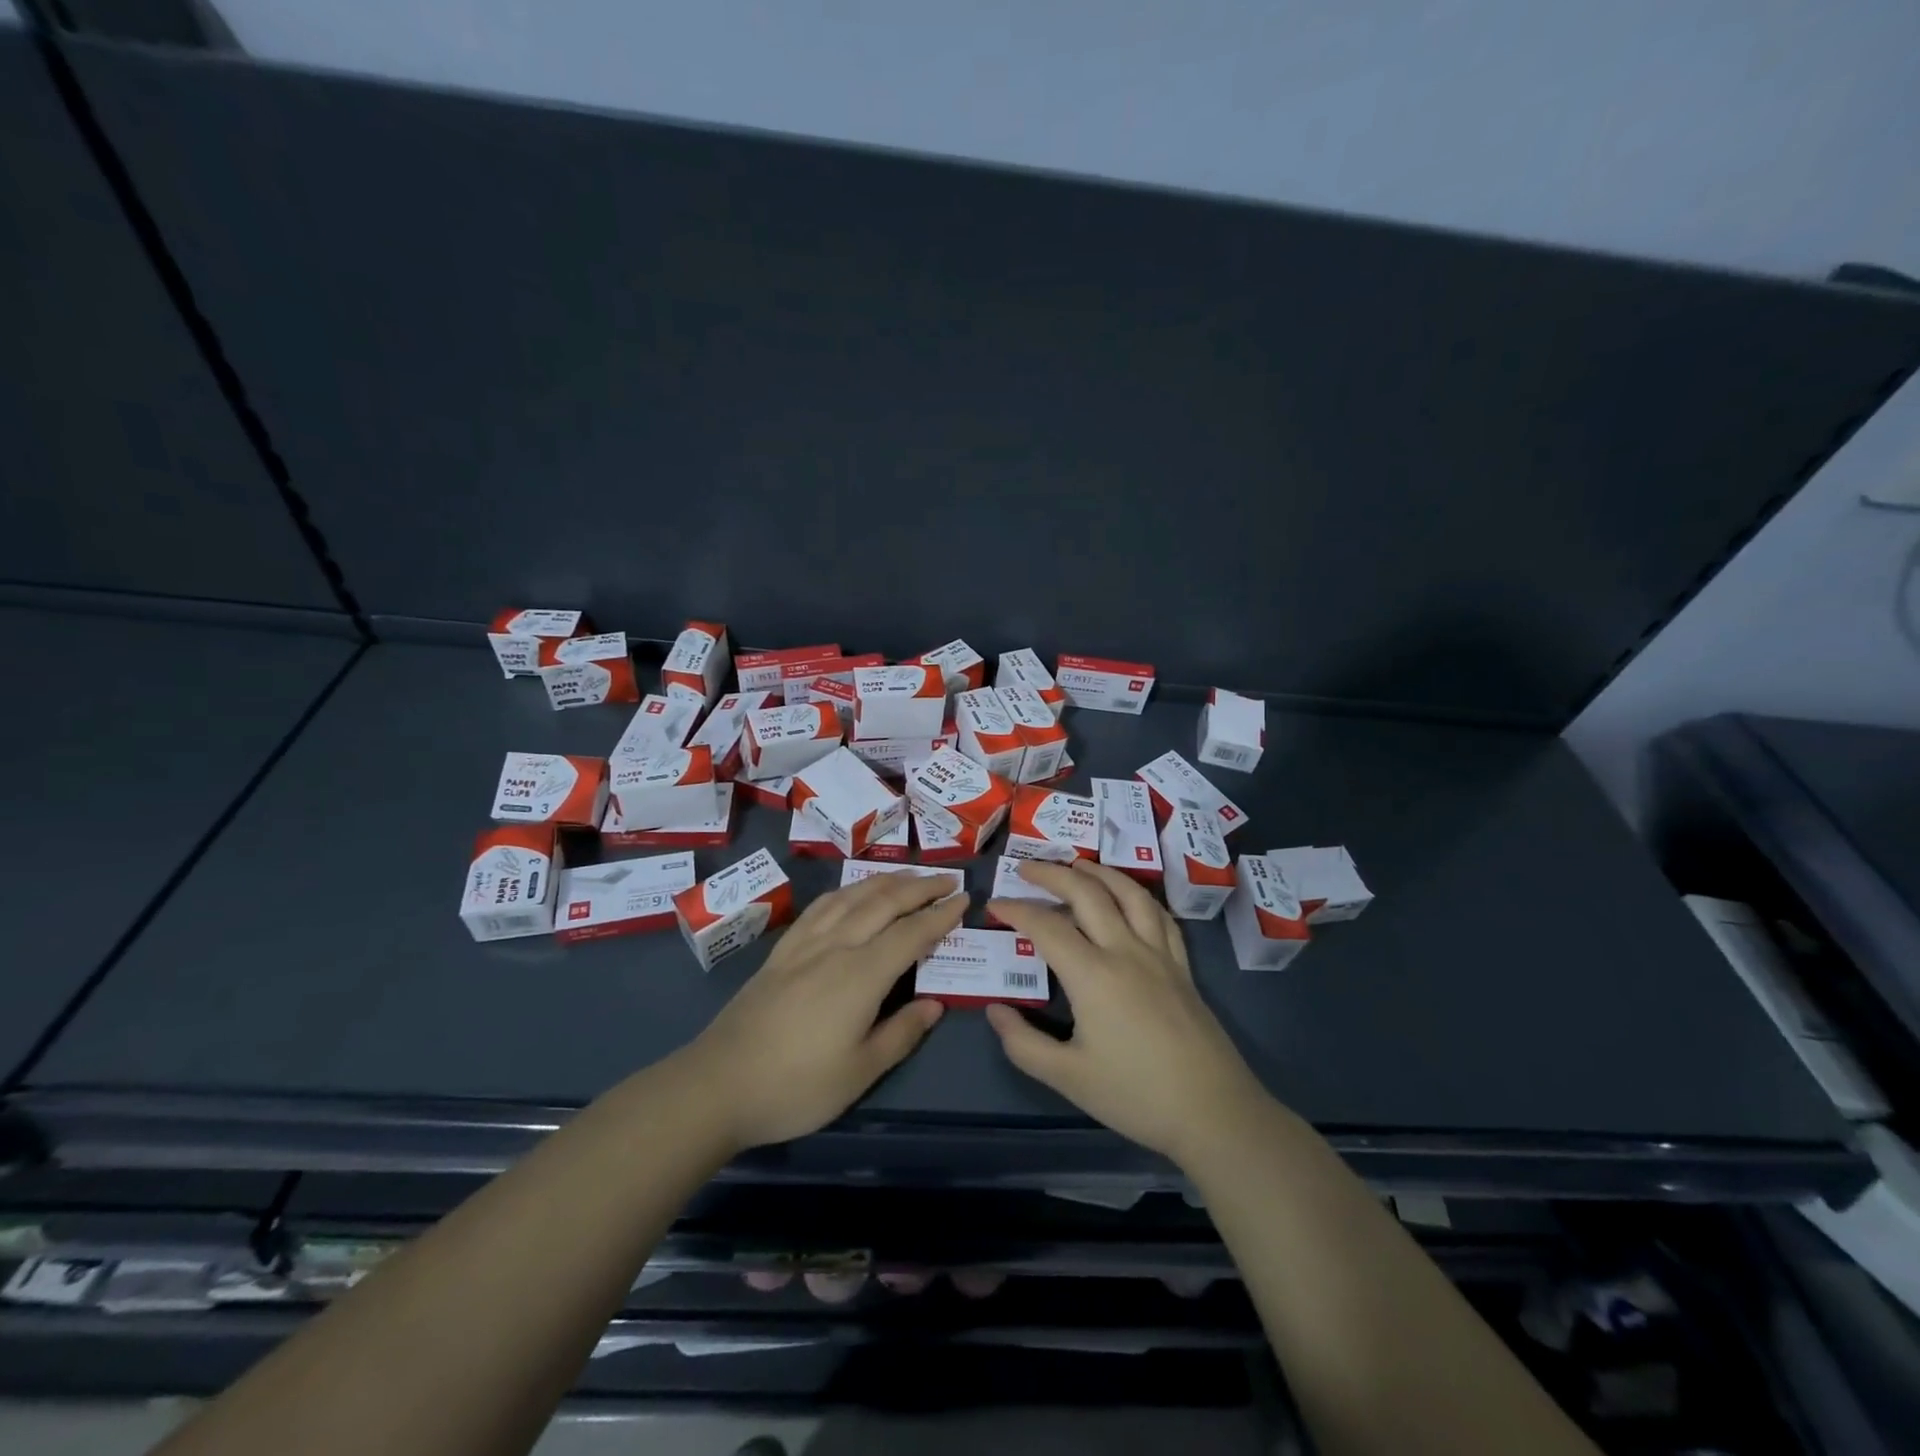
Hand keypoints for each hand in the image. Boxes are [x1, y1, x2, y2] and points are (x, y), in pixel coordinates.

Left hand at [687, 871, 962, 1150]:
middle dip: (920, 887)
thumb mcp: (860, 1072)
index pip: (911, 933)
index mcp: (861, 975)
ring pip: (853, 896)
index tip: (964, 900)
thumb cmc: (796, 1086)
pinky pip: (821, 906)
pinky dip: (846, 890)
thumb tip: (935, 1004)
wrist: (718, 1084)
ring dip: (886, 881)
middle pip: (884, 903)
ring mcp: (805, 944)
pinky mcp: (782, 950)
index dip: (940, 915)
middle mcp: (836, 947)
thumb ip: (901, 1034)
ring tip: (910, 876)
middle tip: (948, 880)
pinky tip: (852, 891)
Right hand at [984, 860, 1269, 1166]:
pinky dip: (1139, 896)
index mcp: (1093, 975)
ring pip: (1129, 894)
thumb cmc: (1136, 1095)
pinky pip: (1161, 917)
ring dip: (1100, 873)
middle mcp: (1125, 951)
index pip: (1046, 927)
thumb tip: (994, 1010)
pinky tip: (1131, 897)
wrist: (1213, 1112)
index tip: (994, 905)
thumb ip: (1023, 1044)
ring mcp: (1159, 955)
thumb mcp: (1068, 1078)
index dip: (1016, 910)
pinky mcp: (1183, 967)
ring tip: (1078, 864)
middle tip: (1027, 867)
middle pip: (1087, 894)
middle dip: (1053, 874)